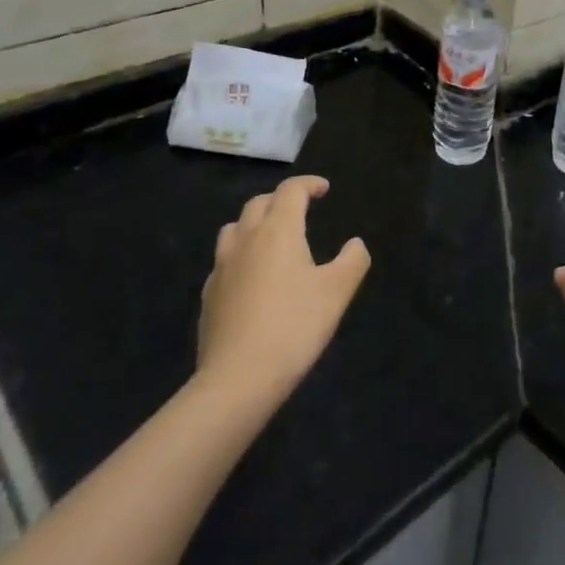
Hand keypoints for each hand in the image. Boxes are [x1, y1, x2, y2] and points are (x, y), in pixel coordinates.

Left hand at [195, 175, 370, 410]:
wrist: (237, 380)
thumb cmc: (294, 327)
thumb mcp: (337, 292)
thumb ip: (352, 261)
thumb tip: (355, 244)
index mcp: (278, 231)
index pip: (291, 191)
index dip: (309, 184)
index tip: (324, 189)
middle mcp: (246, 240)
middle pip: (259, 203)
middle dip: (281, 199)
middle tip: (300, 209)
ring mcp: (222, 267)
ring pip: (234, 228)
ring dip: (254, 223)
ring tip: (272, 238)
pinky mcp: (209, 295)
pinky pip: (224, 261)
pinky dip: (241, 255)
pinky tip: (252, 278)